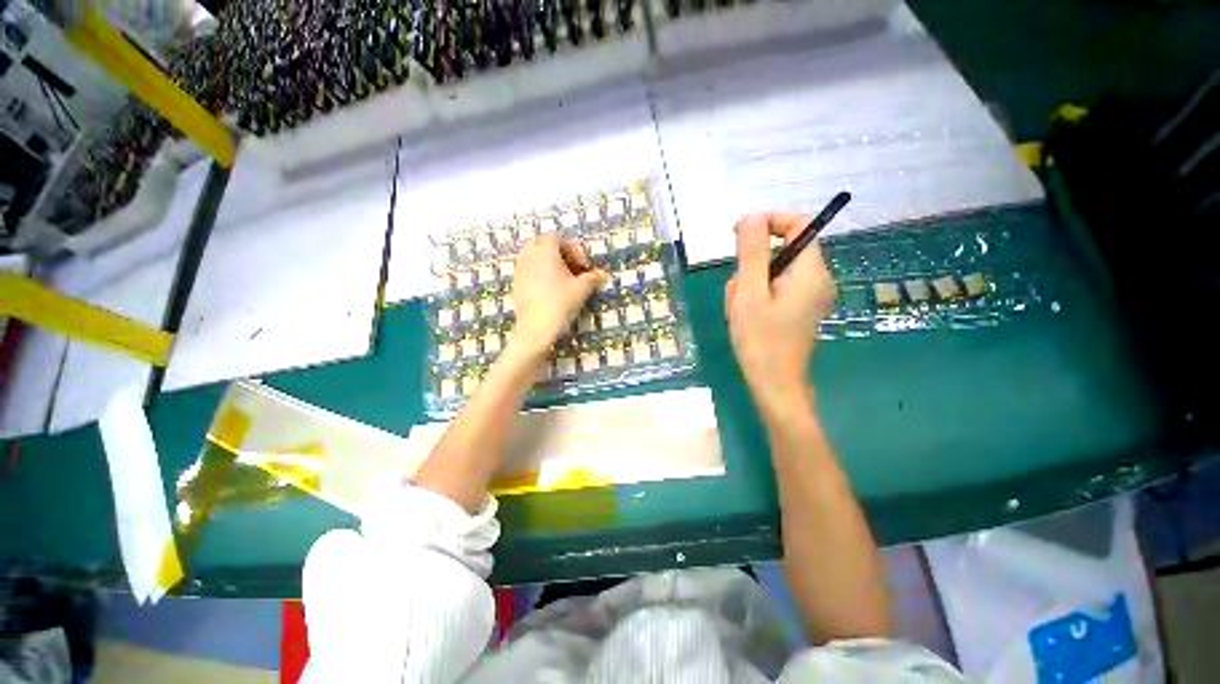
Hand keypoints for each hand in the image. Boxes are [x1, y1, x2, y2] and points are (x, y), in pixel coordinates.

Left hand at [511, 235, 605, 356]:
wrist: (536, 326)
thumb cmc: (561, 302)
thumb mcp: (582, 289)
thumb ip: (593, 278)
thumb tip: (603, 274)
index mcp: (545, 251)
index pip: (556, 238)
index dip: (571, 249)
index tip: (581, 266)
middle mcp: (529, 256)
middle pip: (540, 244)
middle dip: (555, 252)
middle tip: (569, 268)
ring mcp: (519, 270)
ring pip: (531, 257)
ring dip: (545, 263)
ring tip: (559, 280)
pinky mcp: (515, 284)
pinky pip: (526, 271)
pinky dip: (537, 274)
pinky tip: (548, 291)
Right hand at [726, 213, 835, 415]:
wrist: (774, 385)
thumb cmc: (760, 340)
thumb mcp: (749, 293)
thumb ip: (751, 253)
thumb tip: (753, 216)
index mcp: (810, 271)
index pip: (797, 224)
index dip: (768, 222)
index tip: (738, 235)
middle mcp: (816, 279)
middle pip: (780, 251)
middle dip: (751, 266)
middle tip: (737, 294)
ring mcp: (809, 296)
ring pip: (773, 272)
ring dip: (750, 284)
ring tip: (740, 310)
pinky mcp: (800, 309)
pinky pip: (775, 288)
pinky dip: (756, 296)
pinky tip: (747, 316)